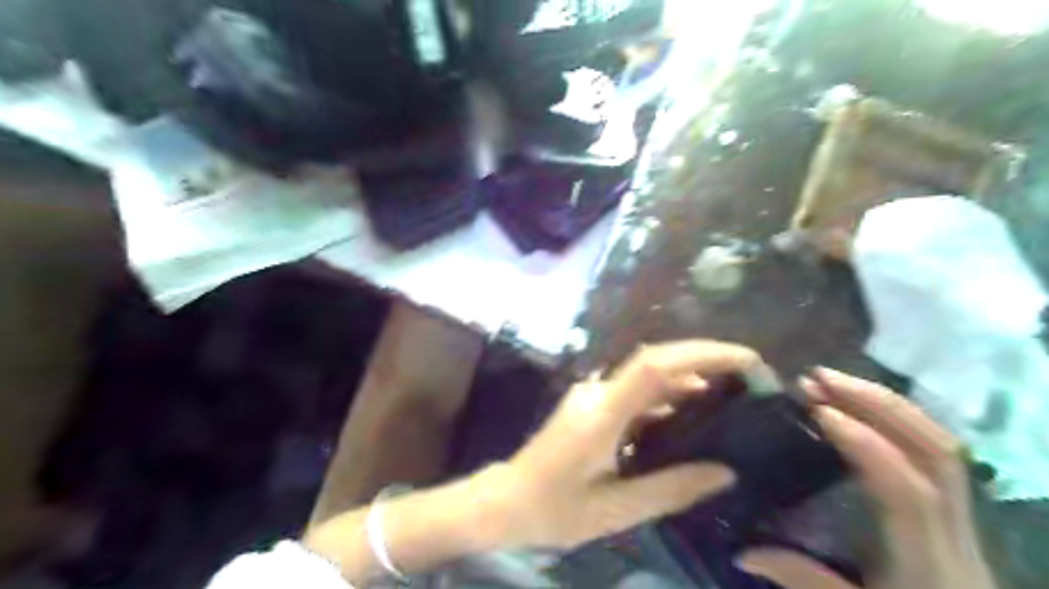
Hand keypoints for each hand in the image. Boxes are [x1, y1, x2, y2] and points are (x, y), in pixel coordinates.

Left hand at [488, 343, 757, 549]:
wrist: (508, 500)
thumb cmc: (556, 509)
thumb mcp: (616, 510)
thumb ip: (670, 489)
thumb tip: (725, 472)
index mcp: (602, 414)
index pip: (654, 367)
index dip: (700, 354)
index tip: (744, 359)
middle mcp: (596, 393)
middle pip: (654, 362)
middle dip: (703, 358)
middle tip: (748, 372)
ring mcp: (591, 395)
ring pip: (646, 375)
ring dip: (686, 378)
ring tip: (729, 393)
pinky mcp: (591, 404)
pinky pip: (635, 392)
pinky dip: (666, 396)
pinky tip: (689, 414)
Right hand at [737, 367, 997, 588]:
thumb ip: (802, 579)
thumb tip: (743, 552)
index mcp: (927, 559)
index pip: (905, 487)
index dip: (864, 442)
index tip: (817, 409)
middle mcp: (955, 531)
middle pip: (934, 453)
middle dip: (876, 404)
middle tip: (819, 377)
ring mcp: (964, 517)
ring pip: (941, 445)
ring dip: (886, 404)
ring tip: (834, 380)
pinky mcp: (956, 508)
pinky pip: (936, 449)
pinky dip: (900, 417)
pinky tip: (864, 404)